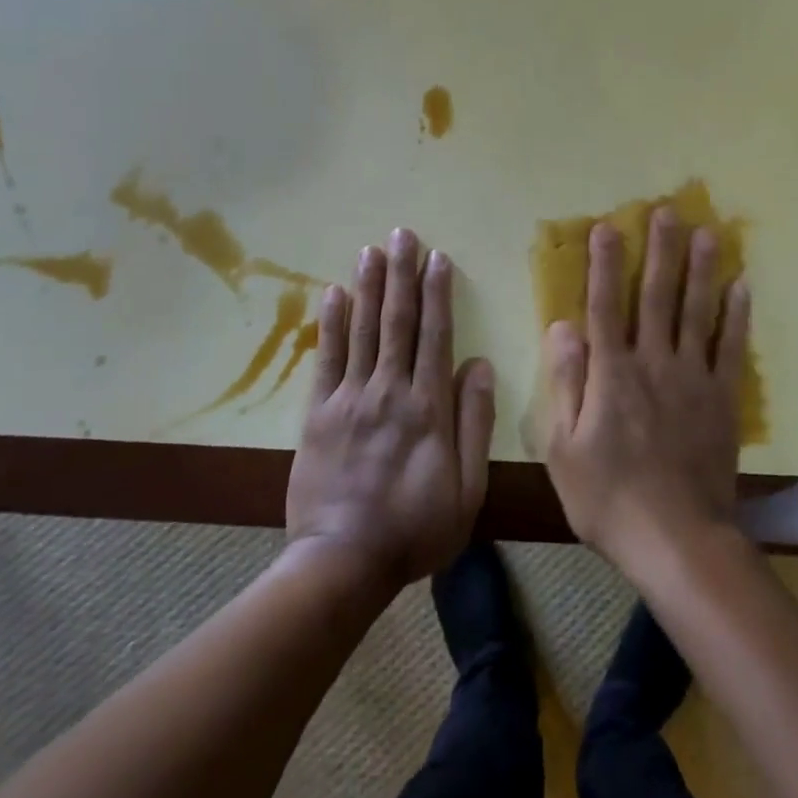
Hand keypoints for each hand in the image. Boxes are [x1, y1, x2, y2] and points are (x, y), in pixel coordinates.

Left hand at [287, 230, 495, 590]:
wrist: (343, 563)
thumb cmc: (416, 527)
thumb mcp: (467, 487)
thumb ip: (474, 422)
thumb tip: (478, 364)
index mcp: (428, 407)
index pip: (436, 336)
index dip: (438, 293)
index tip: (438, 257)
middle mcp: (389, 391)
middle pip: (398, 322)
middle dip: (402, 275)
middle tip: (404, 234)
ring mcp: (350, 400)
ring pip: (362, 331)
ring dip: (368, 287)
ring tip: (372, 249)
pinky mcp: (318, 415)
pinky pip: (327, 360)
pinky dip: (331, 325)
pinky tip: (333, 295)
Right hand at [543, 207, 752, 571]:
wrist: (677, 539)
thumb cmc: (609, 497)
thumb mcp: (564, 448)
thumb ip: (566, 382)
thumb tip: (562, 326)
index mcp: (612, 374)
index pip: (605, 306)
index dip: (605, 264)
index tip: (608, 226)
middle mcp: (654, 363)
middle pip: (657, 296)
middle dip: (661, 251)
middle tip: (668, 211)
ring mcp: (693, 378)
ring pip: (697, 312)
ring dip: (702, 269)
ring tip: (709, 232)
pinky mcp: (722, 399)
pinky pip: (731, 349)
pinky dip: (736, 316)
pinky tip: (742, 286)